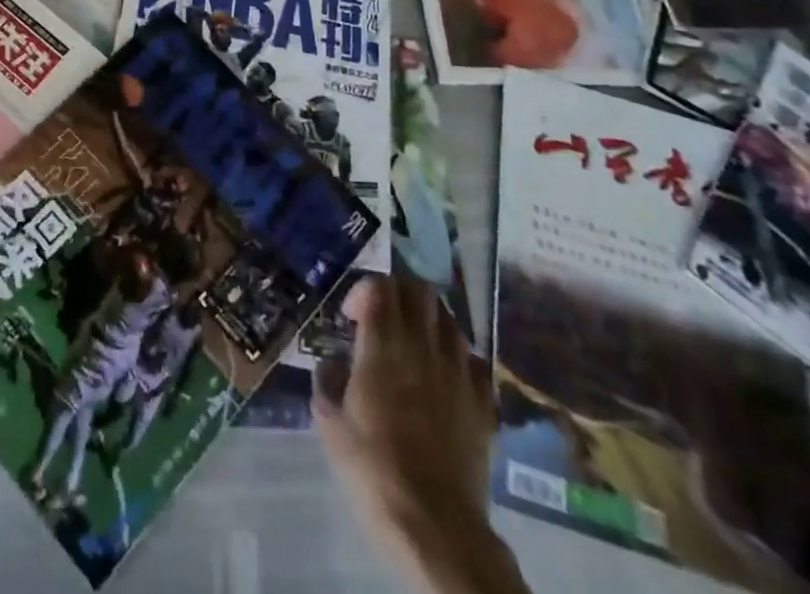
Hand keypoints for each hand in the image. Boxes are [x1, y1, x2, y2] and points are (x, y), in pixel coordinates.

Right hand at [313, 275, 525, 593]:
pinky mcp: (482, 400)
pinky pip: (473, 358)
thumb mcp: (330, 423)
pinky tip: (444, 375)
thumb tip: (332, 363)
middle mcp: (423, 346)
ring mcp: (458, 371)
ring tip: (413, 343)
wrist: (435, 524)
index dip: (363, 290)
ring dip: (428, 320)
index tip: (351, 317)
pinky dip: (457, 355)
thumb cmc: (373, 470)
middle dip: (398, 292)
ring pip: (448, 318)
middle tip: (382, 317)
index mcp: (383, 345)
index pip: (380, 286)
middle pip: (418, 290)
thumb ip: (327, 381)